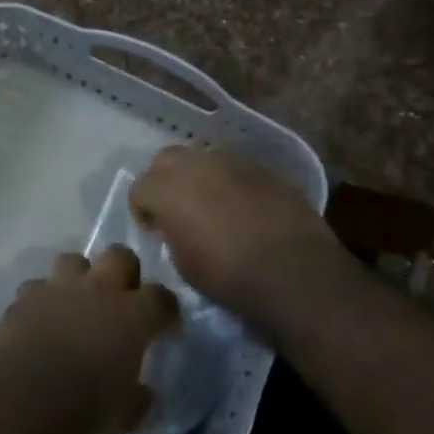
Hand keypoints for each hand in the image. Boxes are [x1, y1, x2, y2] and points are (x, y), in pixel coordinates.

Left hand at [0, 246, 178, 433]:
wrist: (25, 394)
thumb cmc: (86, 406)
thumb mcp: (127, 414)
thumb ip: (140, 398)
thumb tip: (144, 394)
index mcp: (133, 315)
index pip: (161, 297)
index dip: (166, 309)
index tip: (166, 325)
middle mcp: (98, 289)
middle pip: (119, 256)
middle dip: (124, 271)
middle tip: (121, 298)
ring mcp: (59, 287)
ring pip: (74, 260)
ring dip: (79, 276)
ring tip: (77, 300)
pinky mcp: (26, 295)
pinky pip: (37, 286)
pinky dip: (42, 298)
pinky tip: (41, 317)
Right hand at [130, 146, 339, 322]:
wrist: (294, 272)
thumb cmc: (229, 276)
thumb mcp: (183, 263)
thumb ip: (171, 233)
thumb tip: (175, 225)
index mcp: (167, 189)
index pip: (139, 187)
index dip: (142, 209)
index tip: (153, 229)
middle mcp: (196, 165)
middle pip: (166, 159)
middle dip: (164, 179)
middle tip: (175, 207)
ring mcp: (232, 162)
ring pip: (202, 157)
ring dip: (198, 176)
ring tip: (209, 202)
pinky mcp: (263, 169)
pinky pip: (235, 168)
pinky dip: (230, 182)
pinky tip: (241, 206)